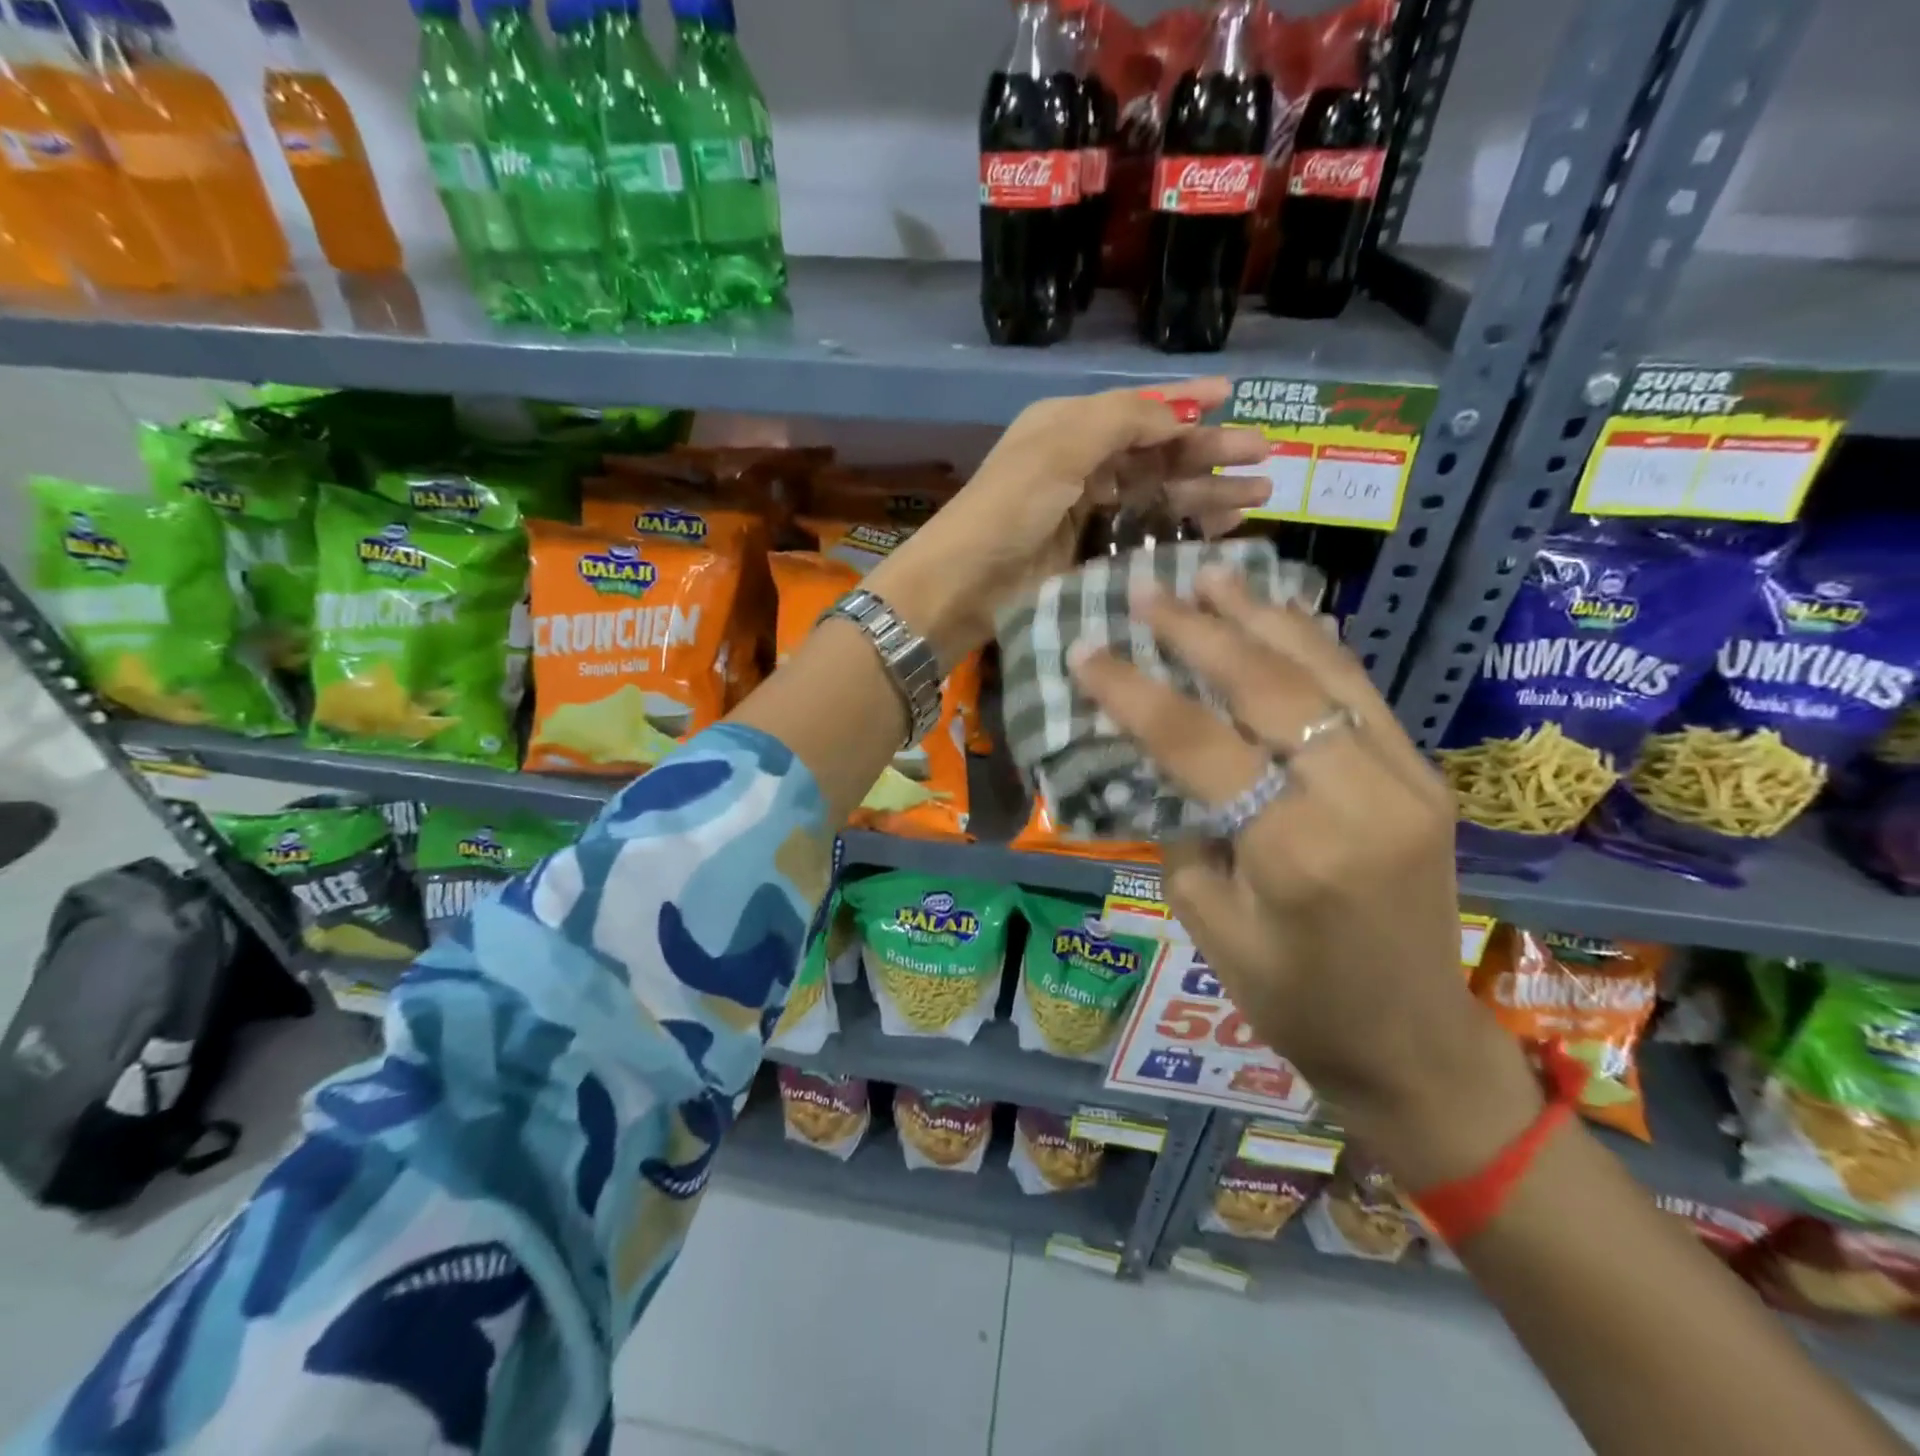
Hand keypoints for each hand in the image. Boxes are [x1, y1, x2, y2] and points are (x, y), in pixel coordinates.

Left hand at [865, 380, 1269, 663]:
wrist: (967, 582)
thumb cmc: (1010, 507)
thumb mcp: (1060, 446)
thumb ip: (1122, 421)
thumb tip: (1178, 415)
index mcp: (1068, 427)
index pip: (1138, 408)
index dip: (1185, 401)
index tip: (1233, 394)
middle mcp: (1081, 462)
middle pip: (1157, 451)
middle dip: (1209, 451)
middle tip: (1264, 456)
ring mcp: (1087, 510)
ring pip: (1158, 492)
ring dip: (1206, 491)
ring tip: (1258, 495)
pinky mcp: (1091, 551)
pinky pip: (1147, 530)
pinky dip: (1182, 527)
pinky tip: (1219, 528)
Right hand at [1070, 569, 1542, 1191]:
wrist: (1415, 1043)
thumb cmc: (1294, 1003)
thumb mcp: (1211, 928)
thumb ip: (1182, 831)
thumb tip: (1156, 762)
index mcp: (1296, 850)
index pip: (1199, 744)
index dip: (1134, 692)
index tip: (1087, 649)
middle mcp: (1360, 799)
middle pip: (1269, 687)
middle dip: (1200, 631)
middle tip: (1149, 588)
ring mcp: (1406, 780)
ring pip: (1325, 673)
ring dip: (1262, 617)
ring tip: (1212, 574)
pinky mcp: (1424, 777)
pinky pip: (1360, 693)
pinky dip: (1314, 645)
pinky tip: (1280, 615)